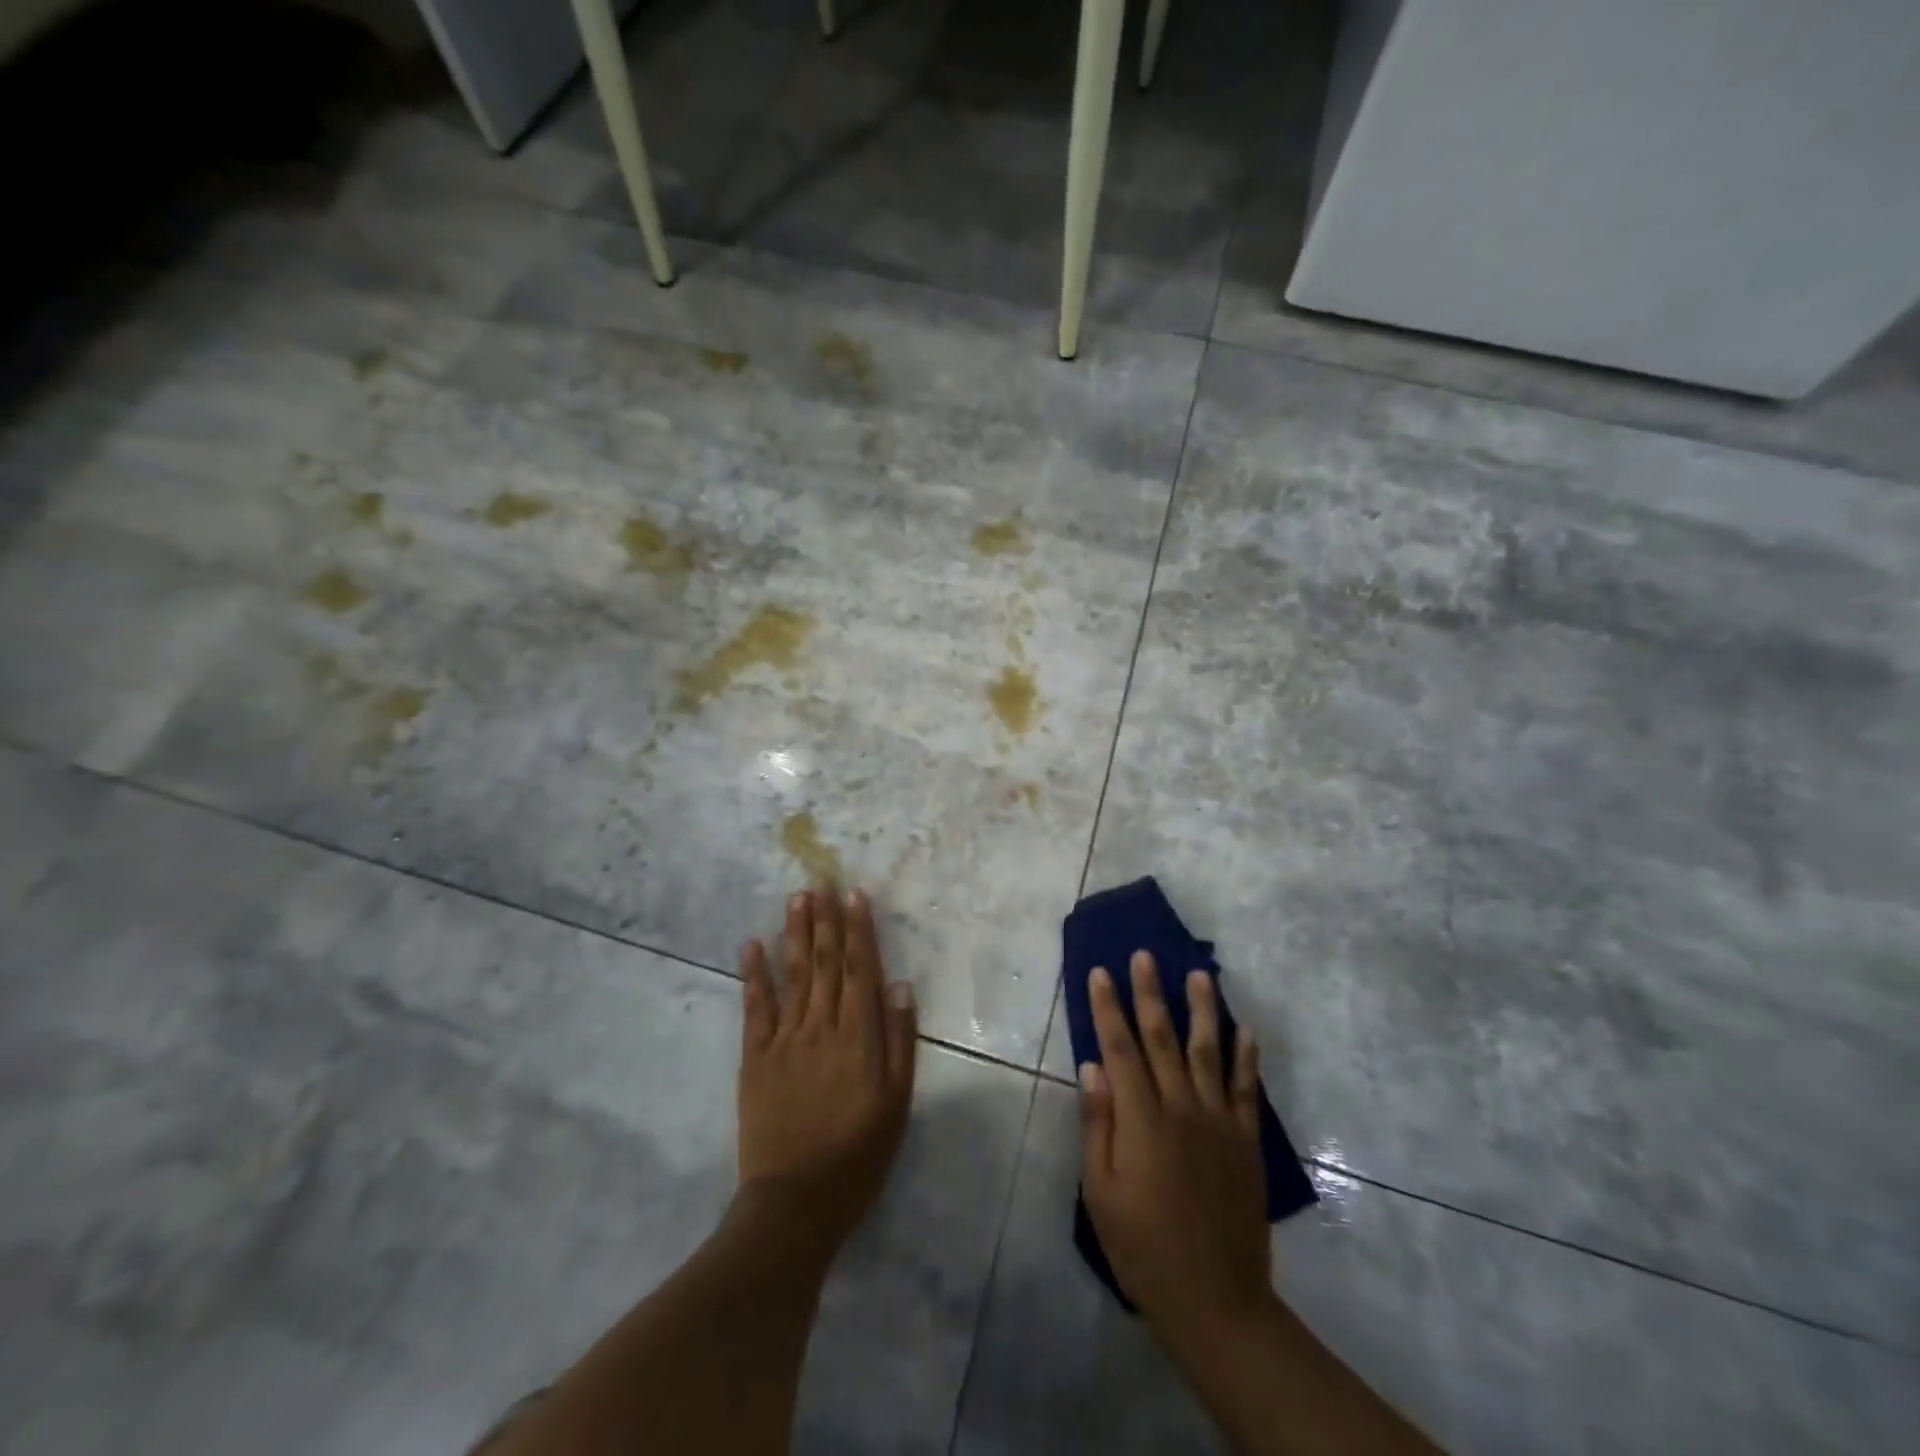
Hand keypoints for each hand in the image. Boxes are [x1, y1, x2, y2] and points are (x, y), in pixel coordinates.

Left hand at [736, 888, 917, 1259]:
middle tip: (821, 880)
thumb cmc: (858, 1155)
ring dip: (795, 933)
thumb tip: (898, 985)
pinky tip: (752, 945)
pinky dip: (753, 974)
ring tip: (796, 898)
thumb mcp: (897, 1103)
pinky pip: (754, 1007)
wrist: (795, 1202)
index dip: (858, 929)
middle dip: (825, 920)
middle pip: (825, 962)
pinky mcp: (755, 1057)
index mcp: (858, 1035)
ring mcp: (784, 1039)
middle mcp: (821, 1025)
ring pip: (792, 974)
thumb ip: (899, 1041)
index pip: (860, 969)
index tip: (854, 895)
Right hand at [1079, 952, 1270, 1349]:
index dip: (1108, 1008)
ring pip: (1209, 1052)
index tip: (1101, 972)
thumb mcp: (1101, 1193)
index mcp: (1142, 1120)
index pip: (1120, 1048)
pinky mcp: (1246, 1141)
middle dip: (1150, 993)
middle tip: (1145, 955)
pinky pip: (1248, 1089)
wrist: (1217, 1301)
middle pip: (1162, 1038)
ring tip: (1200, 974)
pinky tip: (1246, 1029)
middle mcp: (1182, 1108)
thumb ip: (1098, 1125)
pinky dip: (1248, 1056)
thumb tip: (1092, 1067)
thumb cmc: (1144, 1249)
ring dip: (1203, 1010)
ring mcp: (1219, 1122)